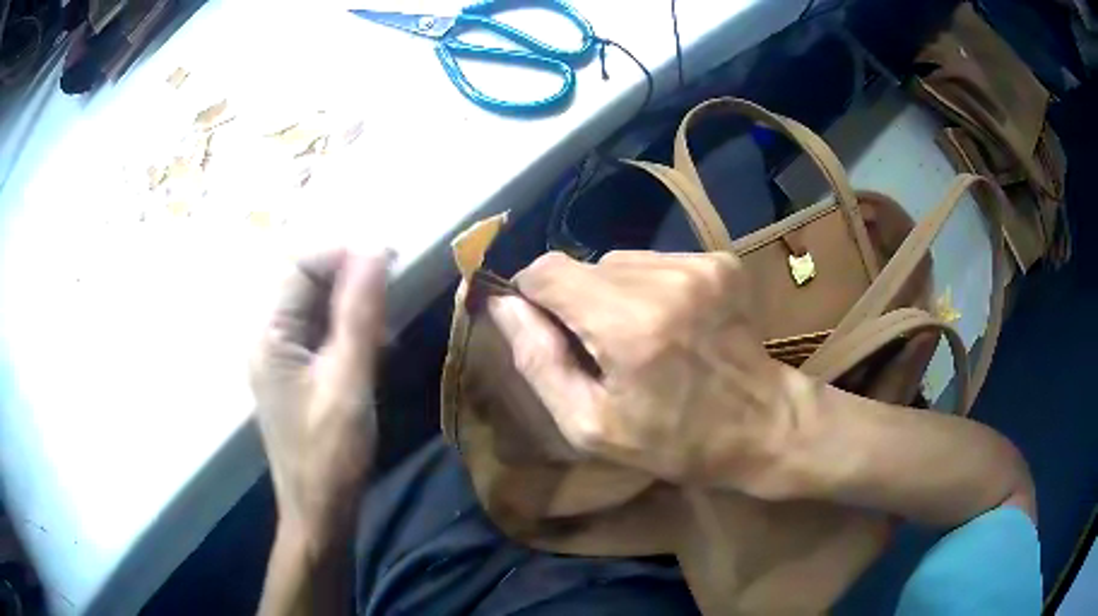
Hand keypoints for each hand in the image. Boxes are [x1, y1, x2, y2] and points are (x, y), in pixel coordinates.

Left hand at [251, 249, 390, 541]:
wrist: (320, 512)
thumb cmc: (330, 454)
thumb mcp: (348, 380)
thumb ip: (359, 313)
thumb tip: (373, 249)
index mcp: (269, 333)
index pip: (300, 264)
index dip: (342, 254)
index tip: (389, 259)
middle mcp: (268, 337)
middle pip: (306, 281)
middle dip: (349, 276)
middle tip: (394, 287)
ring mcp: (281, 357)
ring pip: (316, 306)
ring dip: (352, 303)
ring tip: (387, 321)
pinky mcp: (297, 374)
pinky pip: (321, 333)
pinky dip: (349, 329)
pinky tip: (375, 346)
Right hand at [488, 251, 804, 496]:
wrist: (763, 426)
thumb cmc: (674, 441)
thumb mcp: (590, 424)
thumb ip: (538, 361)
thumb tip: (502, 305)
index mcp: (629, 325)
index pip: (547, 271)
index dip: (533, 296)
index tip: (545, 329)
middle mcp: (665, 281)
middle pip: (583, 265)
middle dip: (576, 302)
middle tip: (601, 349)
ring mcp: (699, 265)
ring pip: (618, 261)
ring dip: (613, 295)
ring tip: (641, 339)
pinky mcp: (720, 262)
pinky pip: (655, 262)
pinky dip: (648, 288)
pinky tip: (671, 324)